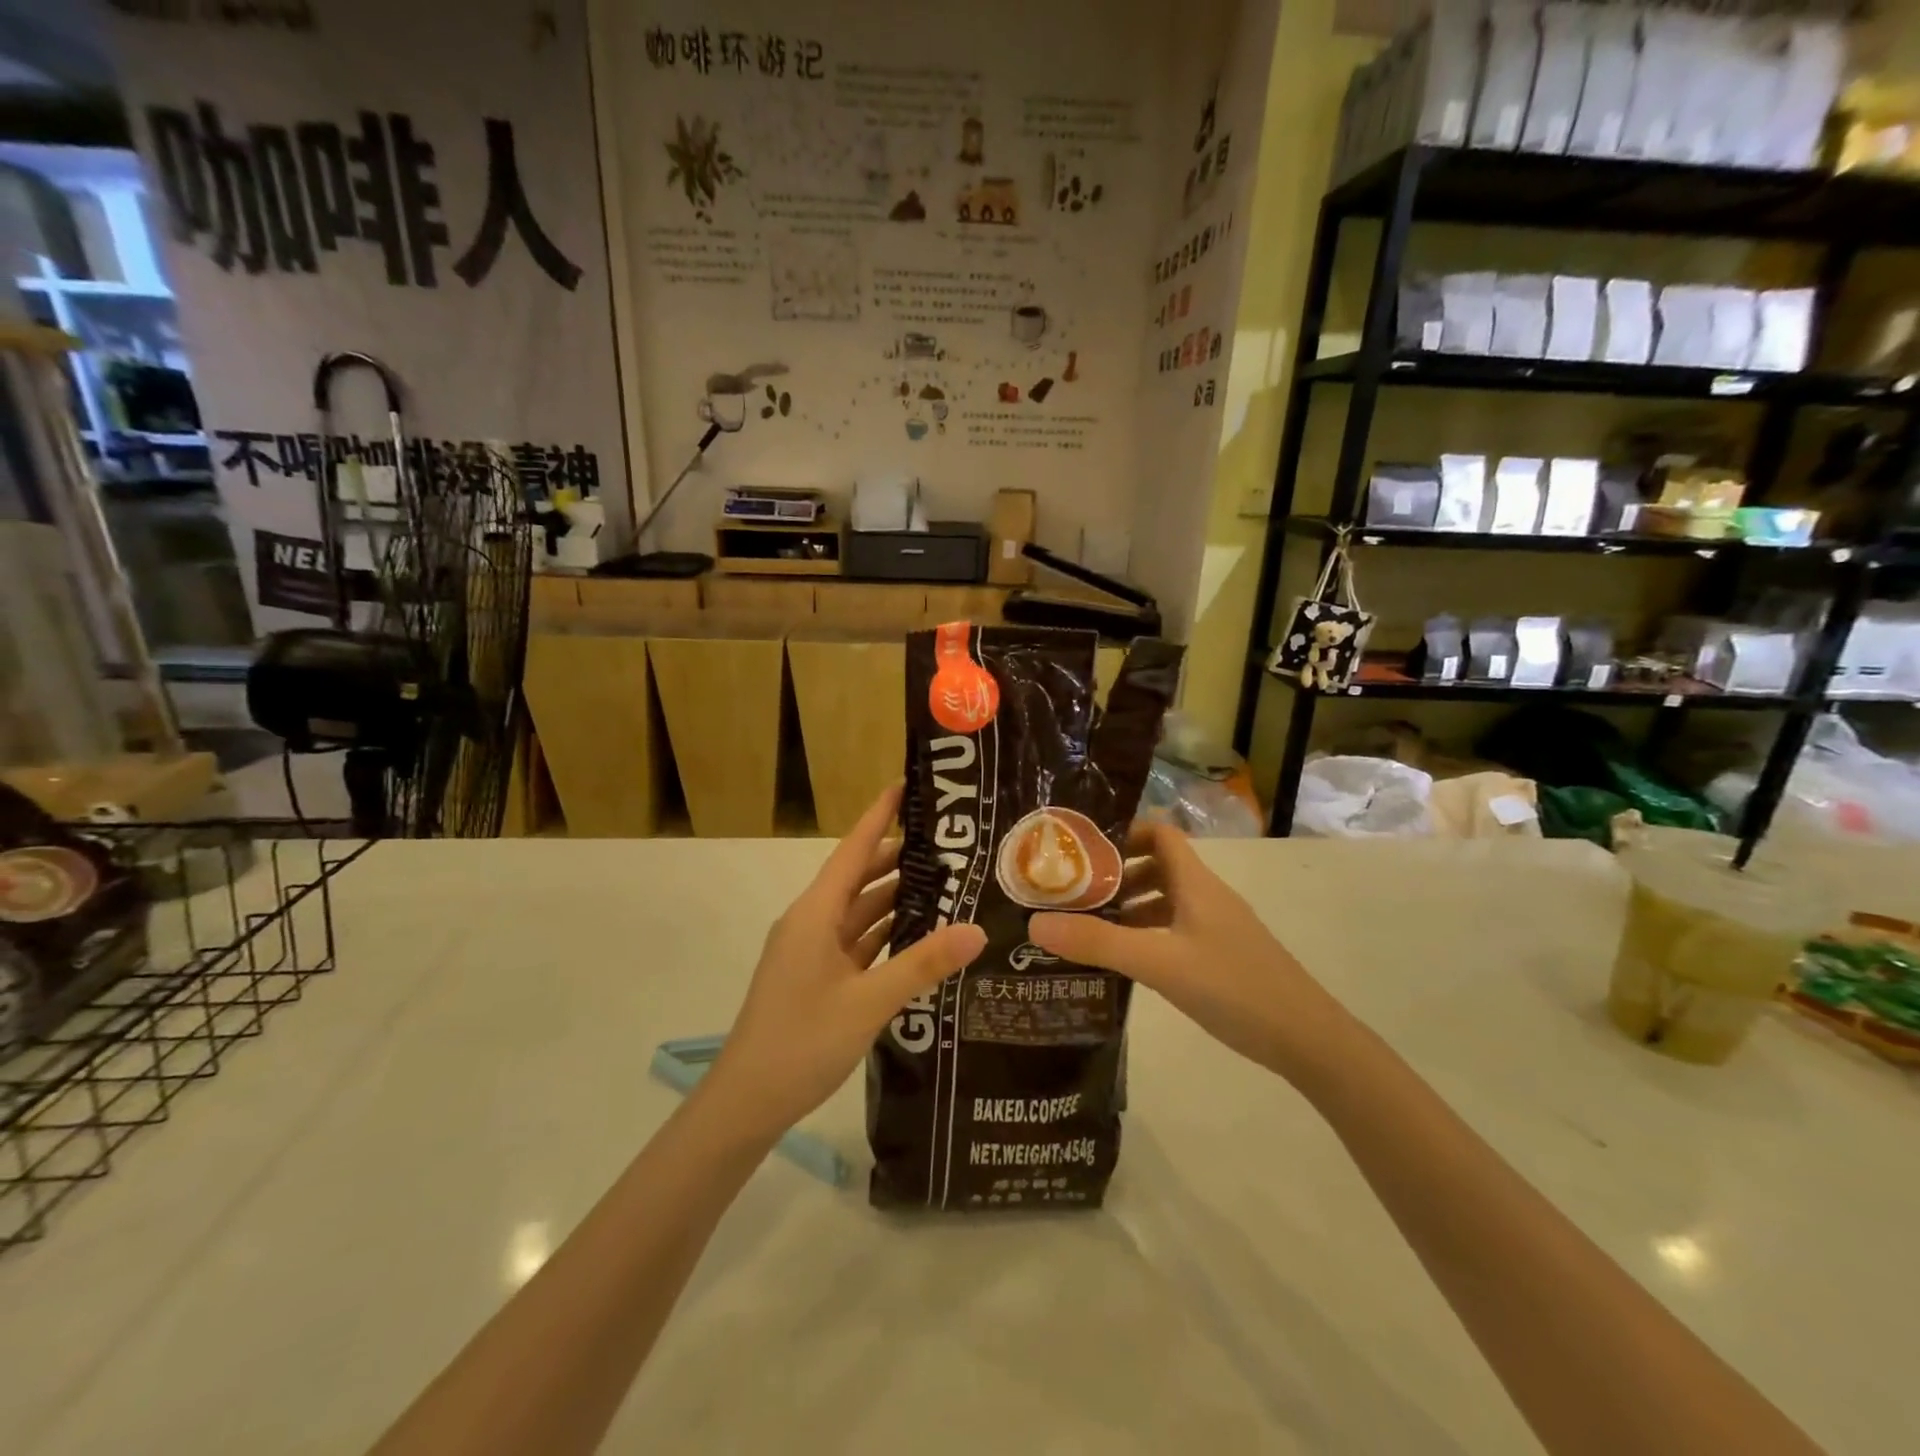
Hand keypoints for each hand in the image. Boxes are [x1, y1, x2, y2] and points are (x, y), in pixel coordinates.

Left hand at [703, 786, 985, 1144]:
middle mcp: (812, 923)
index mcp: (814, 913)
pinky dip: (886, 934)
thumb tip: (978, 929)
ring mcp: (813, 952)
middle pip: (859, 877)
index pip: (853, 850)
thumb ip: (922, 964)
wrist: (746, 1103)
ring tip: (946, 882)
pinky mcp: (818, 978)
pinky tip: (919, 935)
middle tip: (950, 844)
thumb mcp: (868, 1002)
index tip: (907, 786)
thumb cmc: (801, 1042)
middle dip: (899, 857)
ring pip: (860, 912)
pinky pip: (857, 942)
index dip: (879, 816)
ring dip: (896, 897)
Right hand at [1029, 822, 1348, 1083]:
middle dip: (1116, 874)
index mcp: (1195, 882)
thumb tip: (1035, 922)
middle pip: (1158, 865)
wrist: (1307, 1039)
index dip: (1123, 833)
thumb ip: (1098, 943)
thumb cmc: (1233, 987)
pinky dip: (1148, 933)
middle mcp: (1207, 895)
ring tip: (1090, 927)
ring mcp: (1217, 926)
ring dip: (1131, 906)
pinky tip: (1126, 960)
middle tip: (1074, 893)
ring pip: (1167, 900)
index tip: (1081, 852)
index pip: (1159, 833)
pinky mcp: (1222, 954)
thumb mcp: (1158, 963)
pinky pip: (1176, 928)